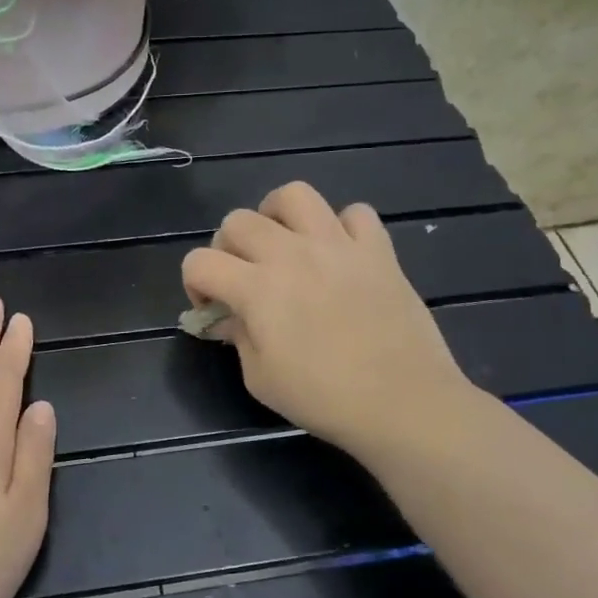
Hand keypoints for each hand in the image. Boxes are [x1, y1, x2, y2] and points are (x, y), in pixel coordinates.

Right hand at [181, 182, 477, 459]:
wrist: (403, 403)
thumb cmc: (324, 399)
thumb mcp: (261, 379)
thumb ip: (238, 338)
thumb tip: (230, 317)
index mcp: (257, 289)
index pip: (199, 261)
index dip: (194, 284)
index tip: (212, 309)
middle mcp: (292, 254)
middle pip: (238, 221)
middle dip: (227, 247)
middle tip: (243, 277)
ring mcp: (338, 245)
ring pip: (294, 195)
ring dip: (277, 215)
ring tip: (284, 243)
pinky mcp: (378, 249)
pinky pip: (355, 213)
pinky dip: (341, 227)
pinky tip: (339, 254)